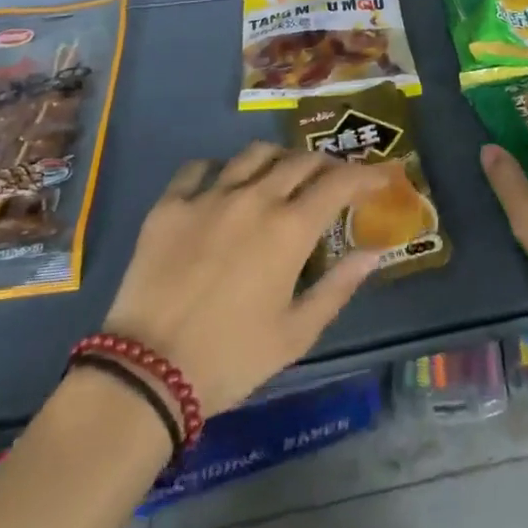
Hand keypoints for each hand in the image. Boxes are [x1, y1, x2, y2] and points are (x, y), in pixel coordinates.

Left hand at [100, 143, 389, 413]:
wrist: (146, 373)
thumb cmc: (231, 359)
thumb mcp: (295, 334)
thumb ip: (338, 287)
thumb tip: (374, 252)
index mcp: (289, 228)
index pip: (338, 183)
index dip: (365, 174)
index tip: (382, 176)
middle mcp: (254, 198)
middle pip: (299, 160)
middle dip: (325, 164)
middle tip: (333, 179)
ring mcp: (209, 195)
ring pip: (253, 154)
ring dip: (277, 158)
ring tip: (281, 174)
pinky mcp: (170, 204)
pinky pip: (199, 168)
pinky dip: (218, 170)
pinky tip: (221, 185)